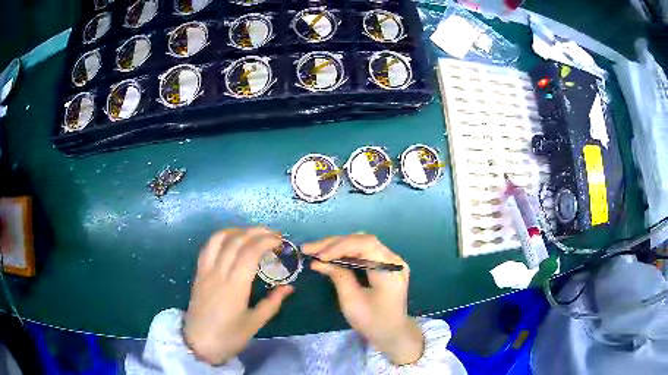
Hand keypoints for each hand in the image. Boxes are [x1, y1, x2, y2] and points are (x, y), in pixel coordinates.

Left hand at [184, 228, 293, 364]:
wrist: (199, 344)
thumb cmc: (229, 337)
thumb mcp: (254, 323)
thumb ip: (272, 302)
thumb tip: (289, 287)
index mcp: (235, 286)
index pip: (250, 252)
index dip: (266, 241)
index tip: (280, 240)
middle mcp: (218, 273)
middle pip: (236, 241)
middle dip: (255, 232)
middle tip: (271, 234)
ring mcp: (205, 271)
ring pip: (218, 239)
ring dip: (236, 230)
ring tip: (251, 233)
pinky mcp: (198, 273)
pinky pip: (207, 247)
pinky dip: (220, 238)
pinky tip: (230, 241)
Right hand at [302, 234, 423, 364]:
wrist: (392, 333)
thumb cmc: (373, 321)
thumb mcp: (352, 301)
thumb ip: (338, 276)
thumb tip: (319, 261)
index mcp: (390, 267)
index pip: (365, 244)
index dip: (339, 246)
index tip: (319, 256)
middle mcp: (392, 258)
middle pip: (361, 240)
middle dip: (333, 244)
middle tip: (309, 249)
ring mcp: (389, 260)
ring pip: (360, 244)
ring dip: (337, 246)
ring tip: (315, 251)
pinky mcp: (383, 265)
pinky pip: (363, 252)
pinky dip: (345, 253)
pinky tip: (329, 256)